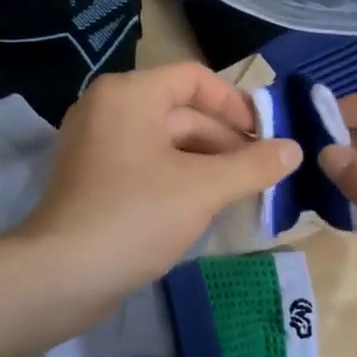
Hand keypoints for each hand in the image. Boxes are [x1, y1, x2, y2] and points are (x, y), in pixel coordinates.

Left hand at [20, 64, 301, 308]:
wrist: (60, 276)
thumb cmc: (135, 217)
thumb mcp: (204, 189)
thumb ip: (254, 166)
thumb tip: (295, 150)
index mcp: (130, 94)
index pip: (195, 79)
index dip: (236, 104)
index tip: (266, 136)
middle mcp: (109, 108)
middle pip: (182, 112)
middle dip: (226, 142)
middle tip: (263, 173)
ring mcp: (97, 145)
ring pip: (166, 143)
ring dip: (207, 164)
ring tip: (243, 193)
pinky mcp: (93, 179)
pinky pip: (147, 165)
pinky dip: (179, 178)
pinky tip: (206, 207)